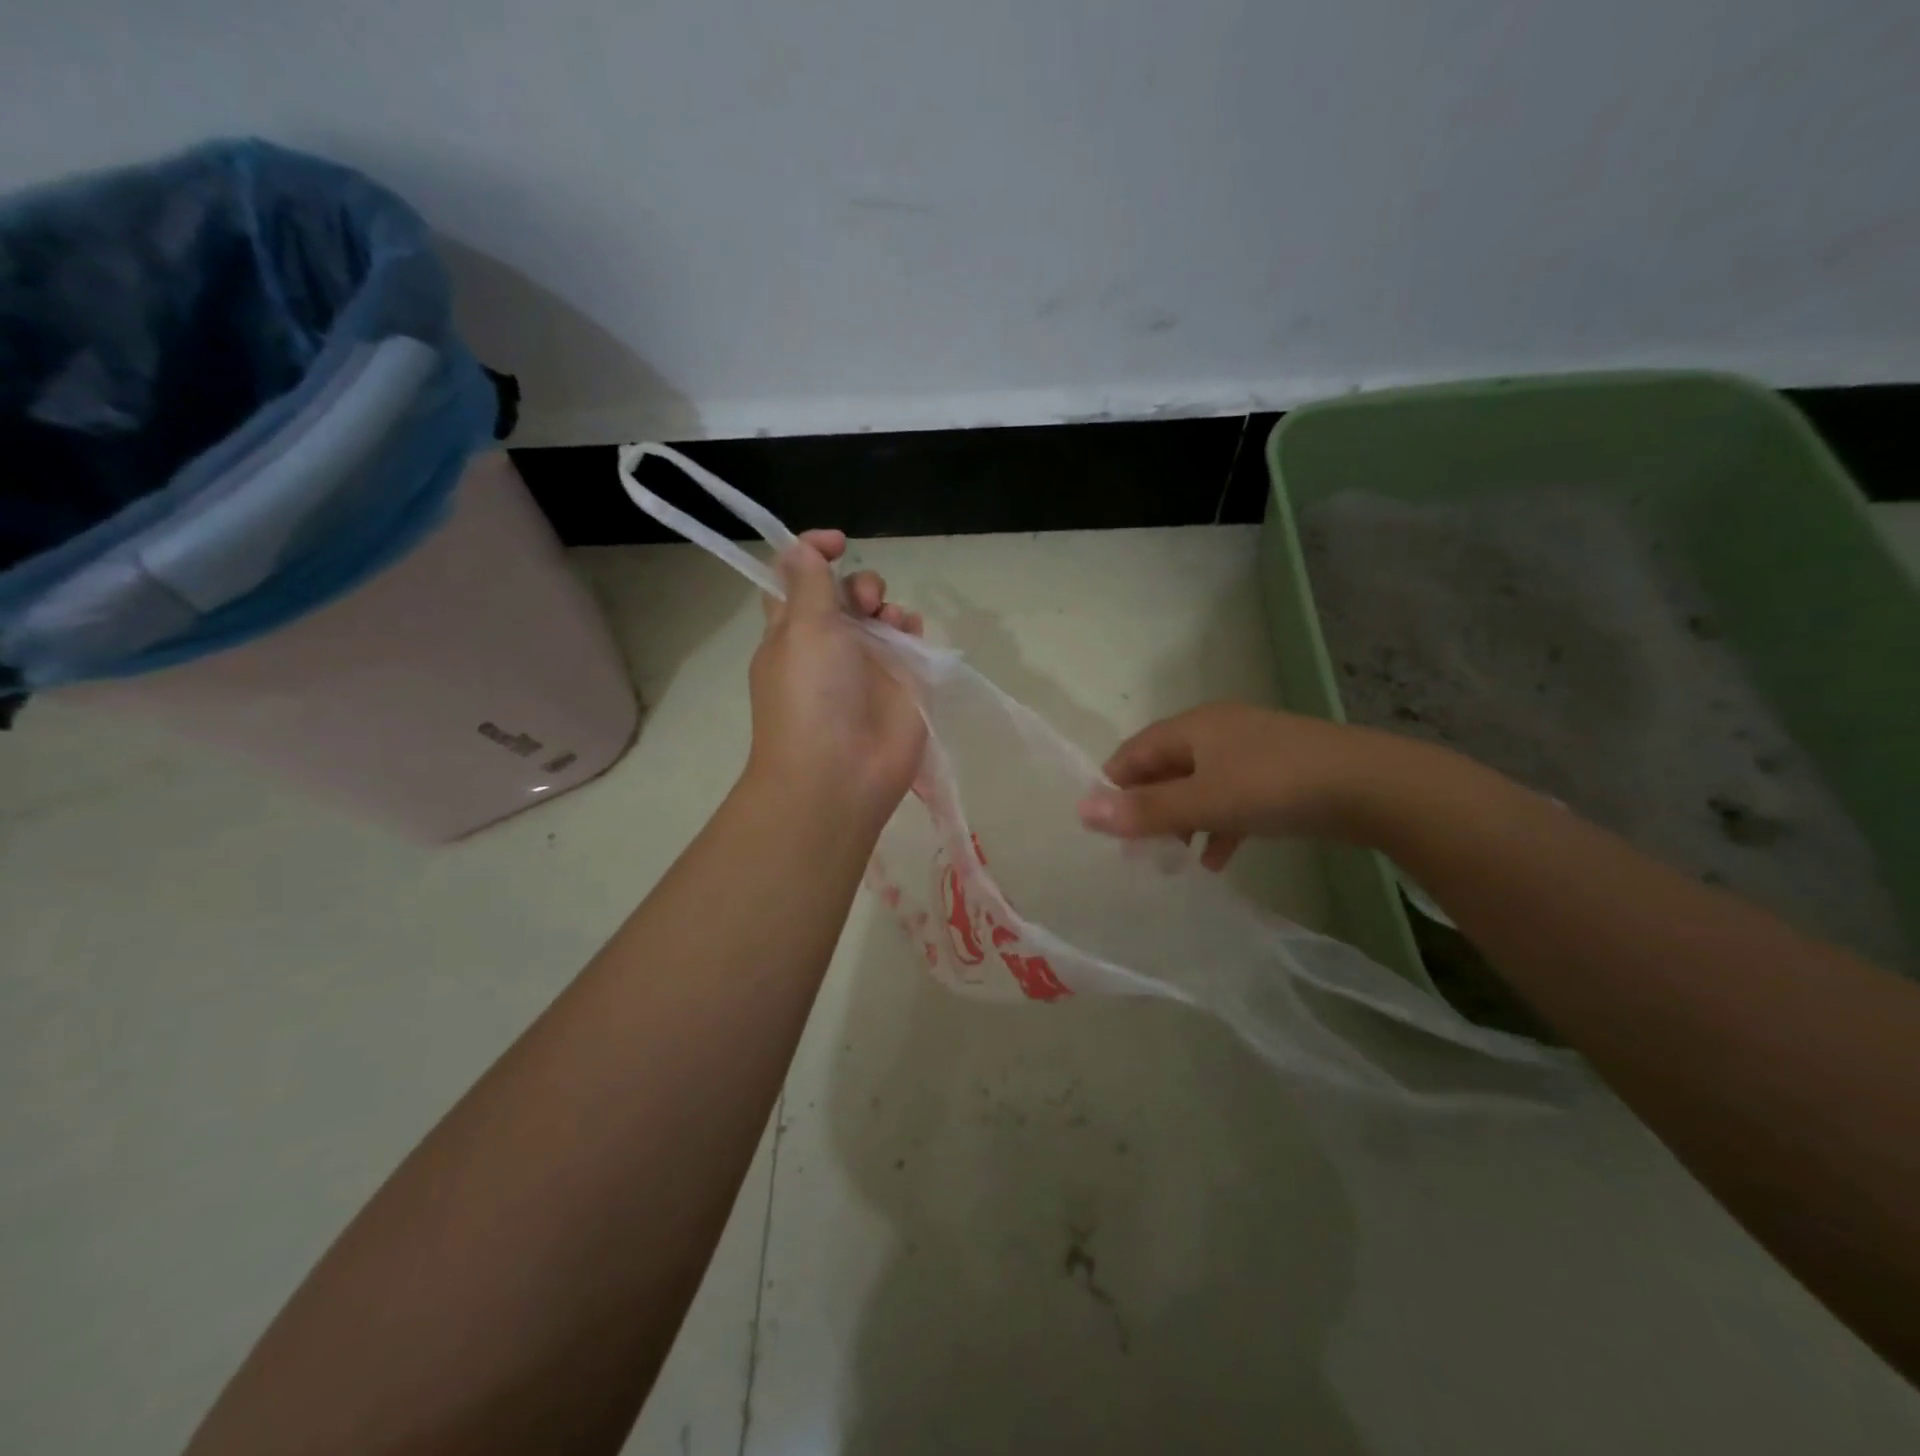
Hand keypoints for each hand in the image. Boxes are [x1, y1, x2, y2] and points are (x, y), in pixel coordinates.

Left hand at [744, 530, 927, 830]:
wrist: (841, 774)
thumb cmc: (810, 695)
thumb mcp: (800, 628)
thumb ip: (808, 582)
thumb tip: (801, 546)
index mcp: (792, 630)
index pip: (797, 580)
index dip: (812, 554)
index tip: (836, 543)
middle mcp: (829, 644)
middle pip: (845, 594)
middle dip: (858, 584)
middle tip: (862, 602)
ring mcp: (867, 664)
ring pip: (881, 614)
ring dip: (886, 604)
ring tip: (888, 622)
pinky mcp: (902, 682)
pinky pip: (910, 640)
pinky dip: (912, 628)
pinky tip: (909, 635)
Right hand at [1077, 702, 1413, 867]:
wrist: (1372, 786)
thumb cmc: (1275, 786)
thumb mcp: (1204, 802)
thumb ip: (1144, 810)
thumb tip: (1081, 810)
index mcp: (1192, 727)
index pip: (1134, 752)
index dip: (1113, 786)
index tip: (1104, 827)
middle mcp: (1217, 731)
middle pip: (1164, 769)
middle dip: (1147, 809)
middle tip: (1135, 850)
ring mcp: (1250, 752)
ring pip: (1198, 787)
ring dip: (1182, 822)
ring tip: (1171, 862)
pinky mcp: (1278, 774)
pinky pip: (1232, 799)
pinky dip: (1218, 826)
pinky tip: (1217, 860)